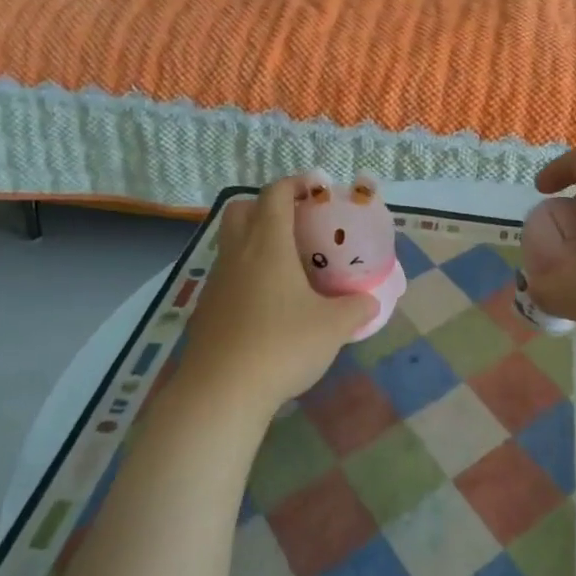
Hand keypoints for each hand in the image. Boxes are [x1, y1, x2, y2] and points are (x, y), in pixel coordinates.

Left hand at [172, 177, 375, 417]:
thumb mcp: (333, 328)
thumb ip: (356, 308)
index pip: (275, 195)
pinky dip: (245, 274)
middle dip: (265, 205)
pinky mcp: (205, 310)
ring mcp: (216, 283)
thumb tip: (370, 301)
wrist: (221, 392)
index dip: (295, 183)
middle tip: (296, 222)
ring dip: (253, 240)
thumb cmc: (282, 346)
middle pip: (240, 209)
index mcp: (268, 246)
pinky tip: (266, 303)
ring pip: (230, 243)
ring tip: (285, 264)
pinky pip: (226, 276)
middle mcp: (237, 255)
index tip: (316, 187)